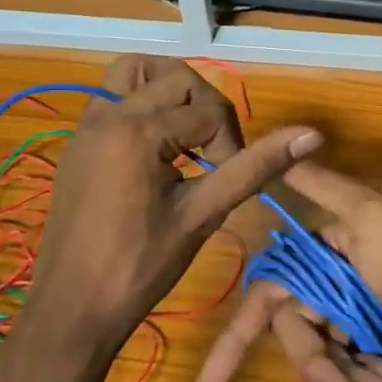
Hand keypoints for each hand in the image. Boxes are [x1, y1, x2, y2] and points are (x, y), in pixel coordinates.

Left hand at [24, 56, 321, 351]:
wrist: (71, 310)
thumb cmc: (140, 267)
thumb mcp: (203, 214)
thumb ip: (254, 167)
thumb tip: (311, 135)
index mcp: (139, 130)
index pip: (209, 111)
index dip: (231, 144)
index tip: (227, 182)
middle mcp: (109, 113)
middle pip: (177, 77)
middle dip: (206, 109)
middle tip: (214, 156)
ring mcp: (88, 124)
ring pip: (137, 71)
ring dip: (170, 89)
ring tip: (188, 131)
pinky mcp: (79, 140)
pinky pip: (114, 95)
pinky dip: (143, 102)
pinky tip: (156, 148)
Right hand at [198, 161, 381, 381]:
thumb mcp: (374, 216)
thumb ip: (325, 187)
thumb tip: (283, 140)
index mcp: (331, 244)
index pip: (273, 286)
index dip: (244, 329)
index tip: (213, 378)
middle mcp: (339, 279)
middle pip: (295, 327)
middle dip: (310, 361)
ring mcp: (360, 319)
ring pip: (321, 356)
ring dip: (338, 380)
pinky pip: (351, 376)